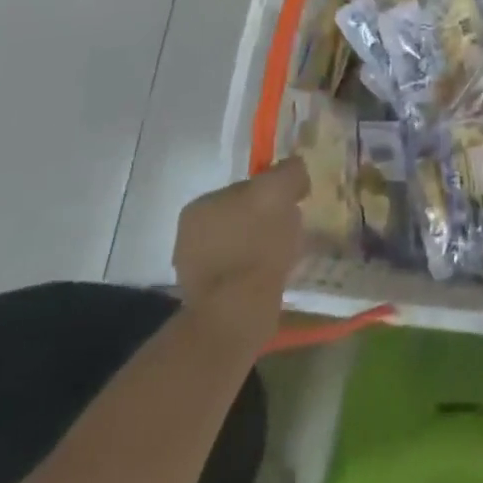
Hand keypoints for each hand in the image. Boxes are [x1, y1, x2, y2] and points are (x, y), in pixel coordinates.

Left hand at [171, 158, 307, 353]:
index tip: (291, 204)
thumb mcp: (279, 190)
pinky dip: (255, 273)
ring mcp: (193, 270)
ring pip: (240, 245)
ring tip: (284, 256)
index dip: (271, 192)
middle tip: (291, 230)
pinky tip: (271, 278)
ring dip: (260, 247)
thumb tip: (294, 169)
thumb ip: (288, 171)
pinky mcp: (206, 300)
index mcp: (199, 206)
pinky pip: (238, 274)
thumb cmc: (256, 244)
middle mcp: (188, 235)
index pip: (244, 187)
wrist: (237, 314)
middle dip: (265, 220)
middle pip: (241, 216)